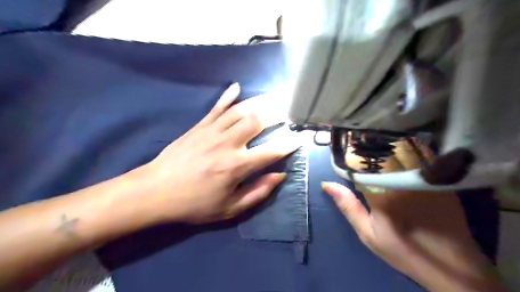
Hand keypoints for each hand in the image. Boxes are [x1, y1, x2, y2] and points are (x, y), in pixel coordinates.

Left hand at [141, 83, 298, 224]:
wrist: (155, 191)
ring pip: (241, 110)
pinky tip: (237, 87)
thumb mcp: (229, 209)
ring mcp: (212, 131)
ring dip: (259, 102)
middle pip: (257, 121)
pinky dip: (228, 96)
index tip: (299, 138)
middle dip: (277, 115)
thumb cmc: (194, 204)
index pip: (271, 151)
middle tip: (288, 112)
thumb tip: (280, 176)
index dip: (289, 144)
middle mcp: (227, 143)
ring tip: (273, 98)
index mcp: (237, 166)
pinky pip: (217, 107)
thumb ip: (258, 192)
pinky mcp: (199, 126)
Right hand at [324, 141, 505, 290]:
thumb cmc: (403, 250)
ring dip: (386, 146)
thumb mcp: (368, 233)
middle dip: (367, 147)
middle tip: (358, 144)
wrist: (452, 266)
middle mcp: (402, 180)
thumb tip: (328, 184)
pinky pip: (420, 156)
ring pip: (401, 150)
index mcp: (382, 193)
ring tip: (375, 144)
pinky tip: (399, 150)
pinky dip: (406, 150)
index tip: (343, 151)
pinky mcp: (438, 178)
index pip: (361, 164)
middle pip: (380, 152)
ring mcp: (423, 177)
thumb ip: (348, 206)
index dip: (350, 156)